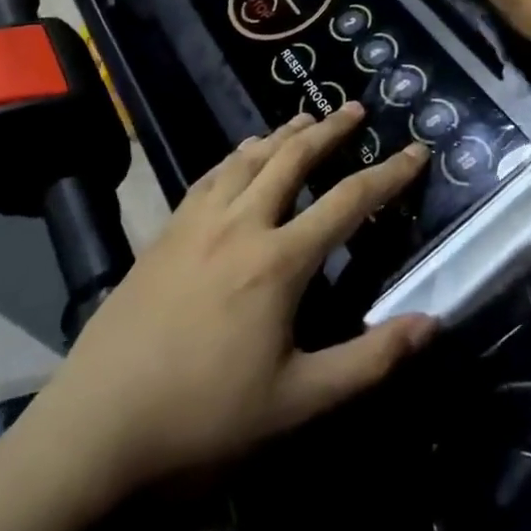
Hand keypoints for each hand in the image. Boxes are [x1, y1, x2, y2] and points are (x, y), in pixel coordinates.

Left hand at [21, 107, 434, 497]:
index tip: (416, 151)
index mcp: (279, 260)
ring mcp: (198, 222)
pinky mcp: (166, 231)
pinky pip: (211, 176)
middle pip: (293, 158)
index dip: (389, 175)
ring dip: (283, 133)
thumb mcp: (298, 402)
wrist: (98, 422)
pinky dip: (237, 156)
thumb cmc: (204, 414)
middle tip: (355, 108)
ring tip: (306, 116)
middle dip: (330, 129)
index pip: (349, 202)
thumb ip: (369, 361)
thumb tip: (431, 323)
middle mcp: (242, 224)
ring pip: (249, 158)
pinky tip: (241, 156)